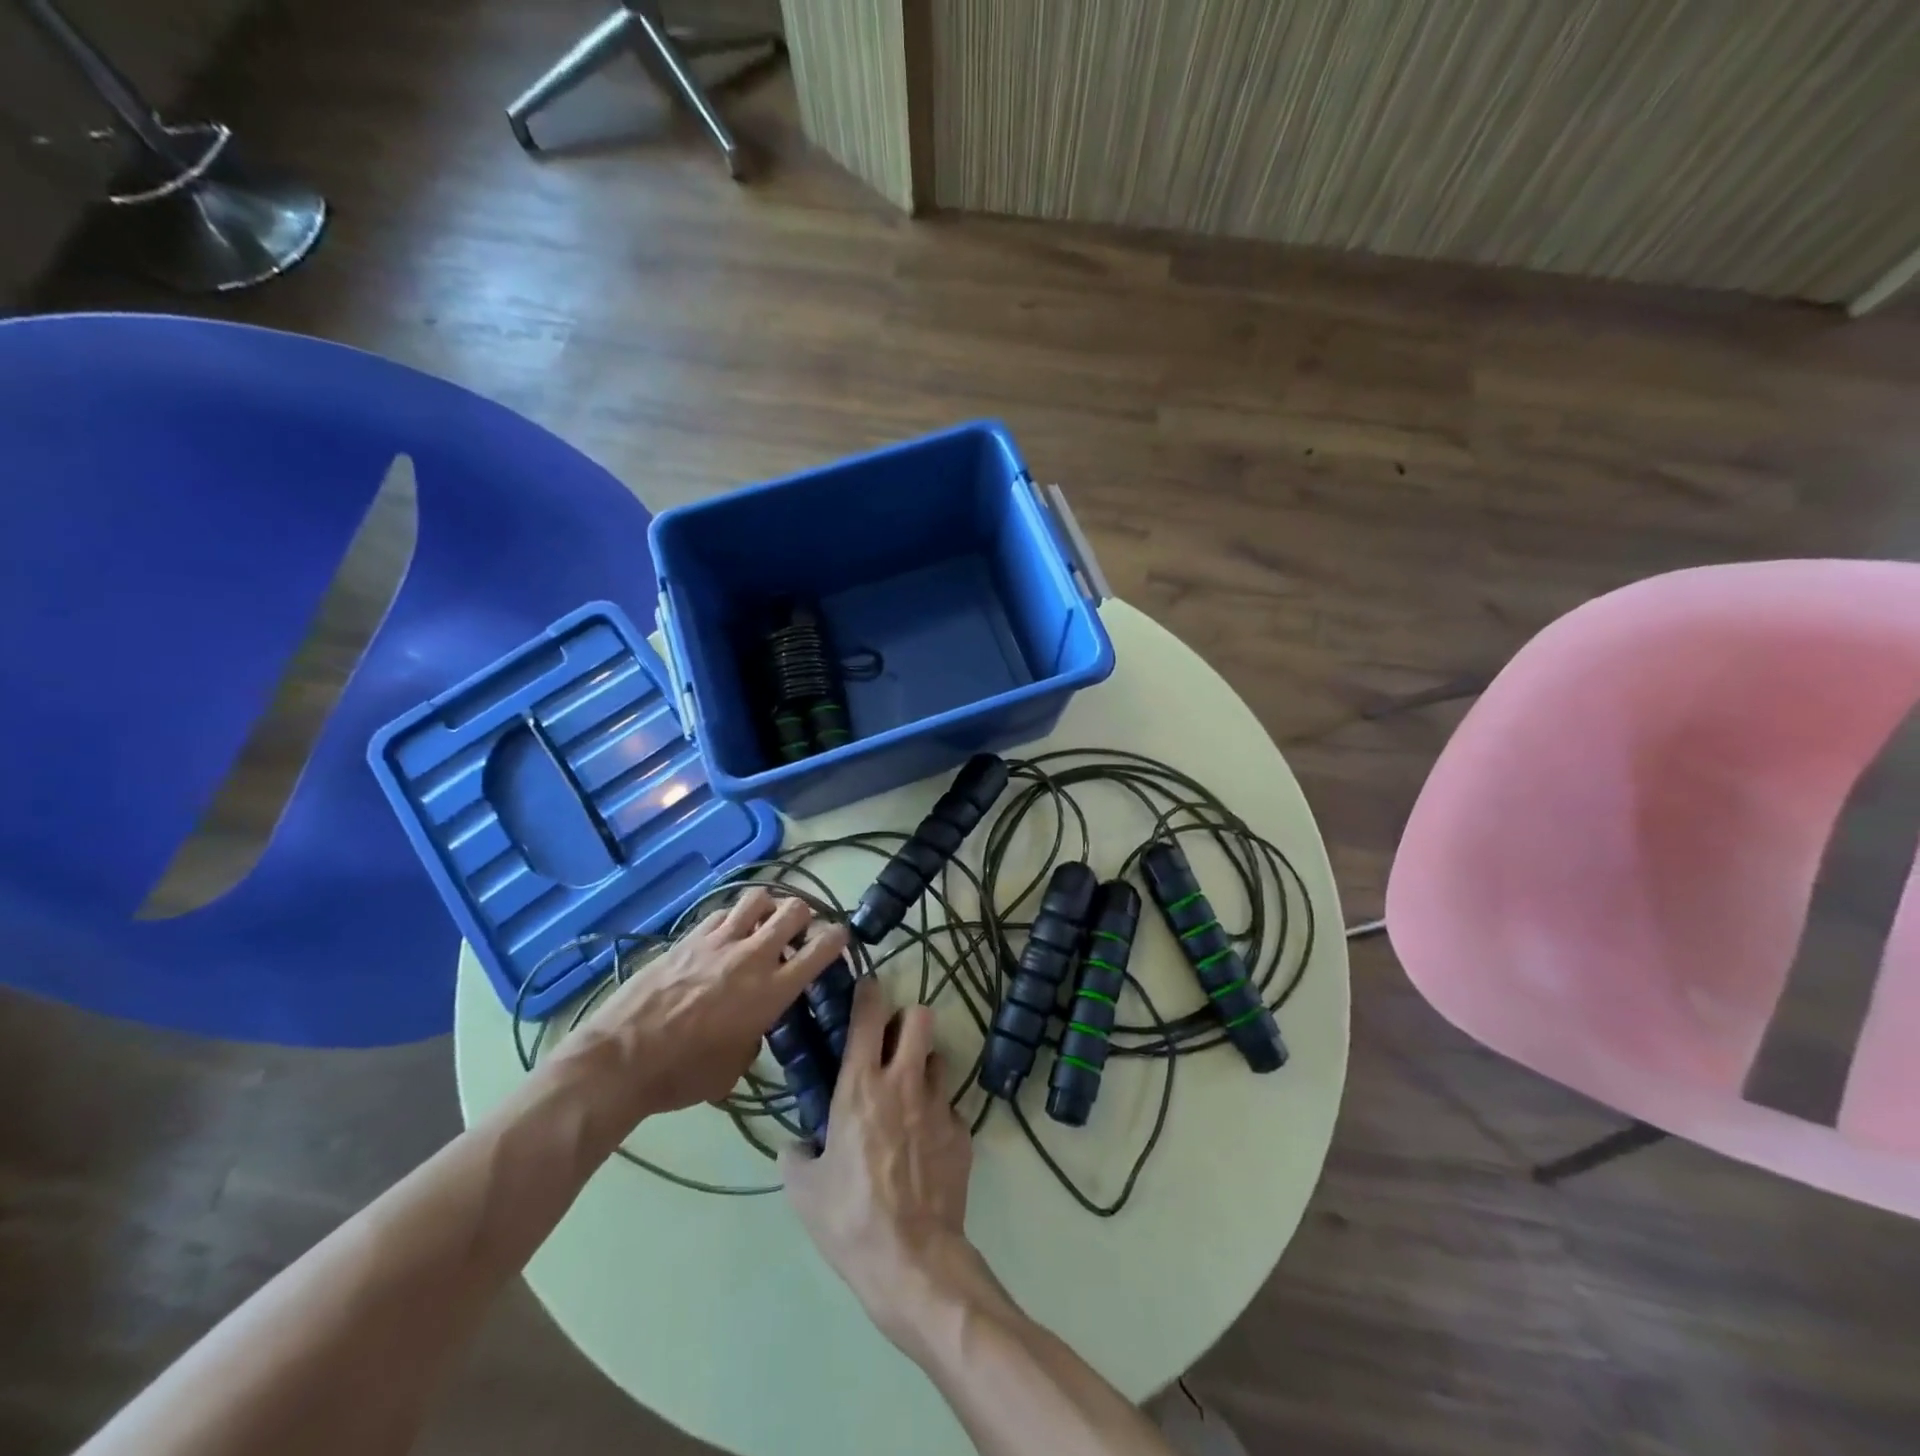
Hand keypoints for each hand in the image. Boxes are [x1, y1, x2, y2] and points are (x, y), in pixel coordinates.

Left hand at [555, 888, 849, 1126]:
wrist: (621, 1059)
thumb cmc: (682, 1075)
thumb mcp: (734, 1068)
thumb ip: (756, 1036)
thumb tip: (754, 1025)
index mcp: (772, 991)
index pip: (821, 948)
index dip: (838, 937)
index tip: (840, 937)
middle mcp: (753, 956)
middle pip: (794, 909)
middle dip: (804, 915)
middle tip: (798, 931)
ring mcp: (719, 940)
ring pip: (759, 897)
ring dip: (769, 906)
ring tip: (763, 922)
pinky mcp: (689, 936)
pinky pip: (723, 911)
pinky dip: (734, 917)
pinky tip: (726, 934)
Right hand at [781, 978, 983, 1349]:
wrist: (912, 1261)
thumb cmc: (849, 1218)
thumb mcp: (804, 1190)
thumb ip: (795, 1155)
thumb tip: (795, 1145)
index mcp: (861, 1086)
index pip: (870, 1015)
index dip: (869, 992)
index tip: (867, 986)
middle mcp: (904, 1082)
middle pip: (920, 1017)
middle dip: (907, 1020)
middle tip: (892, 1043)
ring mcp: (939, 1105)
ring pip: (939, 1058)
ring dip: (924, 1066)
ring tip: (910, 1093)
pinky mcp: (962, 1132)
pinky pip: (949, 1107)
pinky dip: (936, 1114)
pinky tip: (924, 1144)